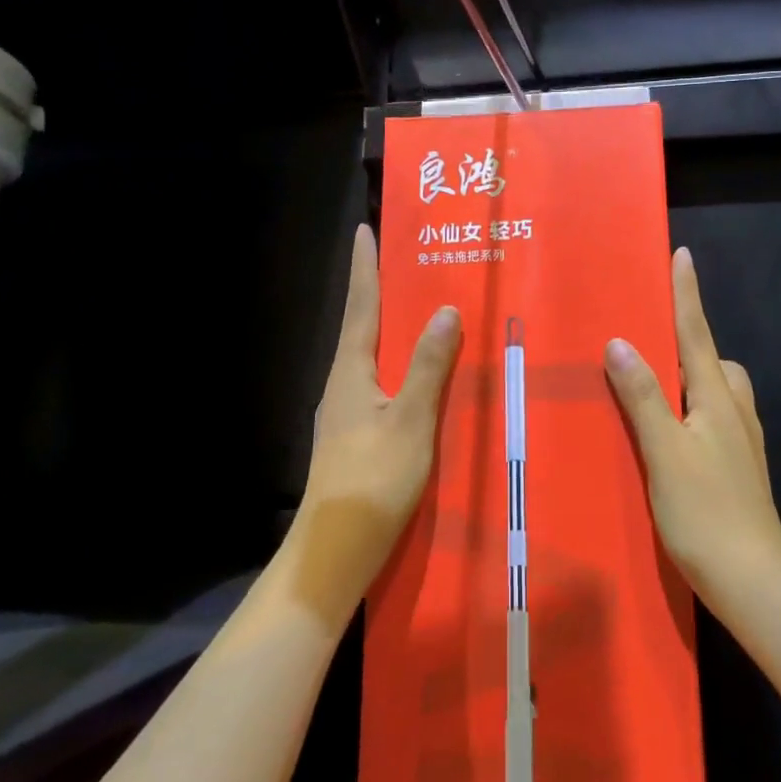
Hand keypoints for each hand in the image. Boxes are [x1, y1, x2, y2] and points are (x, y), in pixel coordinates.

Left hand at [285, 226, 460, 626]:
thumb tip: (445, 311)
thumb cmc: (373, 480)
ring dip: (389, 326)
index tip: (363, 230)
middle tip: (402, 260)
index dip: (364, 267)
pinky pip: (379, 381)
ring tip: (416, 307)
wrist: (335, 550)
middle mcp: (342, 383)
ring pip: (371, 355)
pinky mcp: (355, 435)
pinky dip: (397, 362)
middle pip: (362, 325)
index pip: (361, 306)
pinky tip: (417, 373)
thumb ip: (428, 366)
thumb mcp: (411, 421)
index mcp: (351, 371)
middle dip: (379, 290)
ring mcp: (346, 411)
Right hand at [604, 247, 780, 615]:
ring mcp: (740, 440)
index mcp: (716, 397)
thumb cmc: (706, 512)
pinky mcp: (737, 466)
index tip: (682, 254)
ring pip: (715, 389)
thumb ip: (642, 397)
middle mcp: (734, 410)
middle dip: (688, 338)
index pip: (696, 332)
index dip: (687, 293)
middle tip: (649, 337)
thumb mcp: (665, 451)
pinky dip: (690, 408)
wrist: (754, 582)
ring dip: (689, 376)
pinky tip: (669, 433)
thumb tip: (620, 342)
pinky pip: (713, 416)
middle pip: (712, 358)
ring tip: (651, 386)